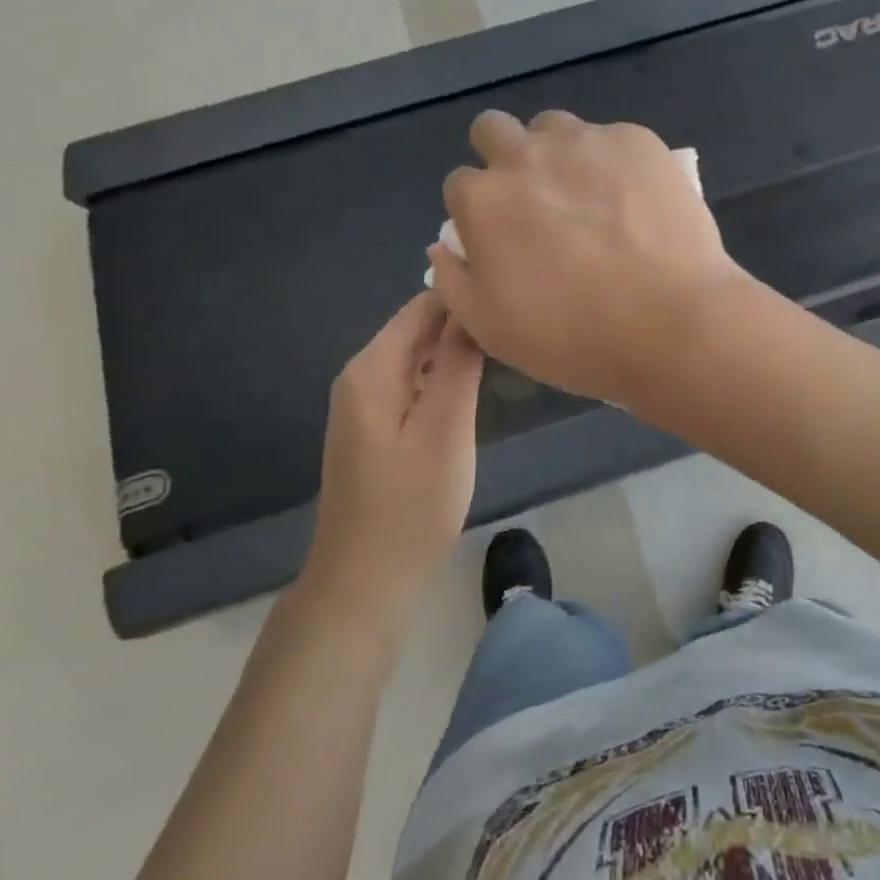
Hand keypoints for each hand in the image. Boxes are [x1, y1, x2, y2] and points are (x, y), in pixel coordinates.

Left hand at [299, 292, 483, 616]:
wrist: (365, 581)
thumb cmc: (411, 505)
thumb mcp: (445, 428)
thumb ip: (457, 362)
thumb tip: (471, 305)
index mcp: (372, 368)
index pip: (422, 306)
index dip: (467, 298)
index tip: (513, 301)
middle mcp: (361, 376)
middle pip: (418, 328)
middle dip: (463, 322)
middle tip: (518, 327)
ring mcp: (364, 404)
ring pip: (417, 356)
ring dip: (456, 350)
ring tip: (506, 349)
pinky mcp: (374, 428)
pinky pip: (413, 383)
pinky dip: (442, 377)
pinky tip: (473, 387)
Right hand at [427, 110, 748, 407]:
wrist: (672, 322)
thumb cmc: (574, 336)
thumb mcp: (489, 328)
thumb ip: (453, 280)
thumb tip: (445, 247)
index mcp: (484, 200)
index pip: (461, 185)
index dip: (480, 211)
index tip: (505, 237)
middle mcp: (527, 156)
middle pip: (494, 130)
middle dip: (504, 157)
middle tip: (537, 201)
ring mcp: (586, 142)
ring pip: (555, 127)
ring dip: (559, 153)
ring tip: (591, 198)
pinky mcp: (638, 141)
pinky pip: (613, 139)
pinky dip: (616, 163)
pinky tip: (638, 202)